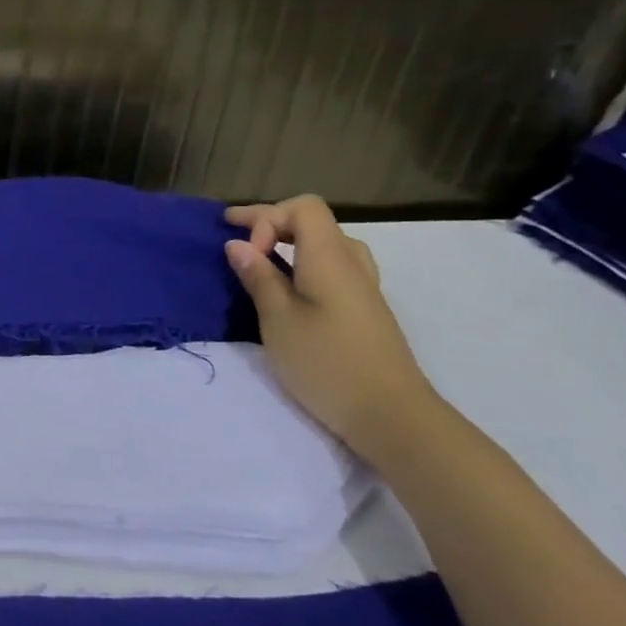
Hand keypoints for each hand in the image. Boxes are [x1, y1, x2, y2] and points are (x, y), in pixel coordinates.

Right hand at [222, 195, 437, 458]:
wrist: (392, 416)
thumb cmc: (327, 363)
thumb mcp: (278, 319)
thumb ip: (258, 278)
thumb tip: (238, 245)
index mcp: (330, 259)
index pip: (303, 208)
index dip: (266, 217)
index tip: (245, 252)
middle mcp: (352, 265)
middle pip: (313, 222)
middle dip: (270, 224)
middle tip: (233, 238)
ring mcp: (363, 289)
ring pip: (326, 245)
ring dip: (289, 243)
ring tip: (261, 262)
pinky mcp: (365, 311)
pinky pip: (332, 268)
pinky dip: (303, 264)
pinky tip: (288, 289)